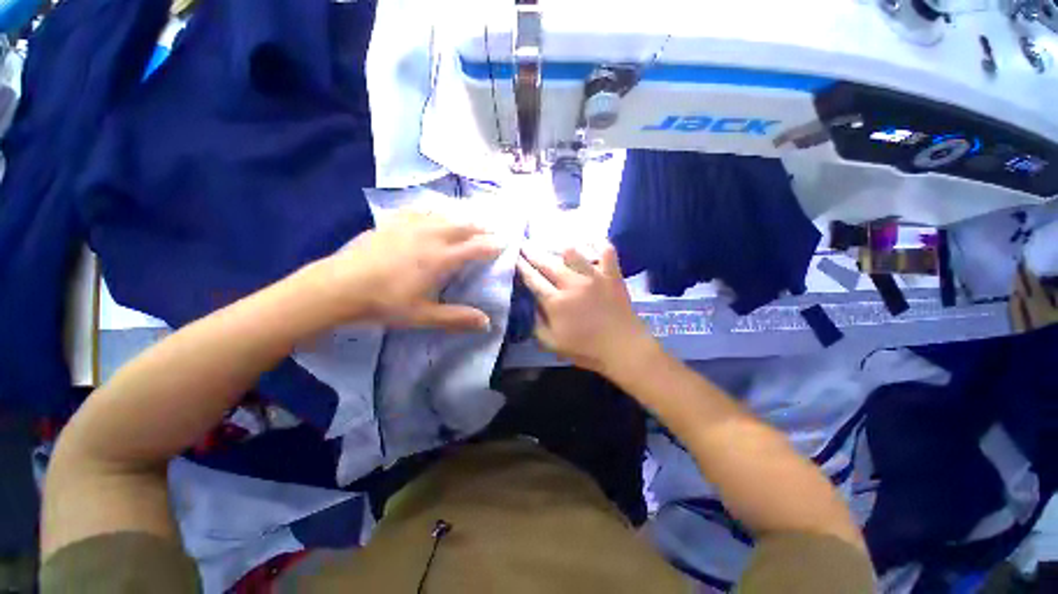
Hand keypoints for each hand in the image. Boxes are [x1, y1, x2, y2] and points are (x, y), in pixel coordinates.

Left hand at [313, 210, 501, 330]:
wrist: (339, 286)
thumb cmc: (385, 302)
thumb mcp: (424, 316)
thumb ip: (458, 318)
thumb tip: (487, 322)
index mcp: (442, 258)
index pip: (477, 247)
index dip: (493, 245)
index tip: (505, 243)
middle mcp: (432, 236)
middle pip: (464, 226)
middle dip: (481, 227)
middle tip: (492, 229)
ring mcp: (411, 225)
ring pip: (444, 215)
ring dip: (461, 218)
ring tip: (469, 221)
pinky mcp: (393, 222)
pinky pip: (420, 211)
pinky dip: (434, 212)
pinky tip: (433, 214)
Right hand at [517, 243, 656, 374]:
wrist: (623, 348)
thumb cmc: (586, 349)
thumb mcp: (552, 343)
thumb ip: (536, 323)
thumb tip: (530, 304)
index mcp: (556, 302)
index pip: (533, 279)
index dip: (521, 266)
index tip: (514, 256)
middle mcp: (572, 284)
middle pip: (547, 262)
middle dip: (531, 252)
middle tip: (523, 243)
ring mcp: (594, 276)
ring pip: (572, 252)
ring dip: (559, 247)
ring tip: (554, 245)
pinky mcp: (612, 274)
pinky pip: (605, 250)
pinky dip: (598, 243)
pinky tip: (590, 241)